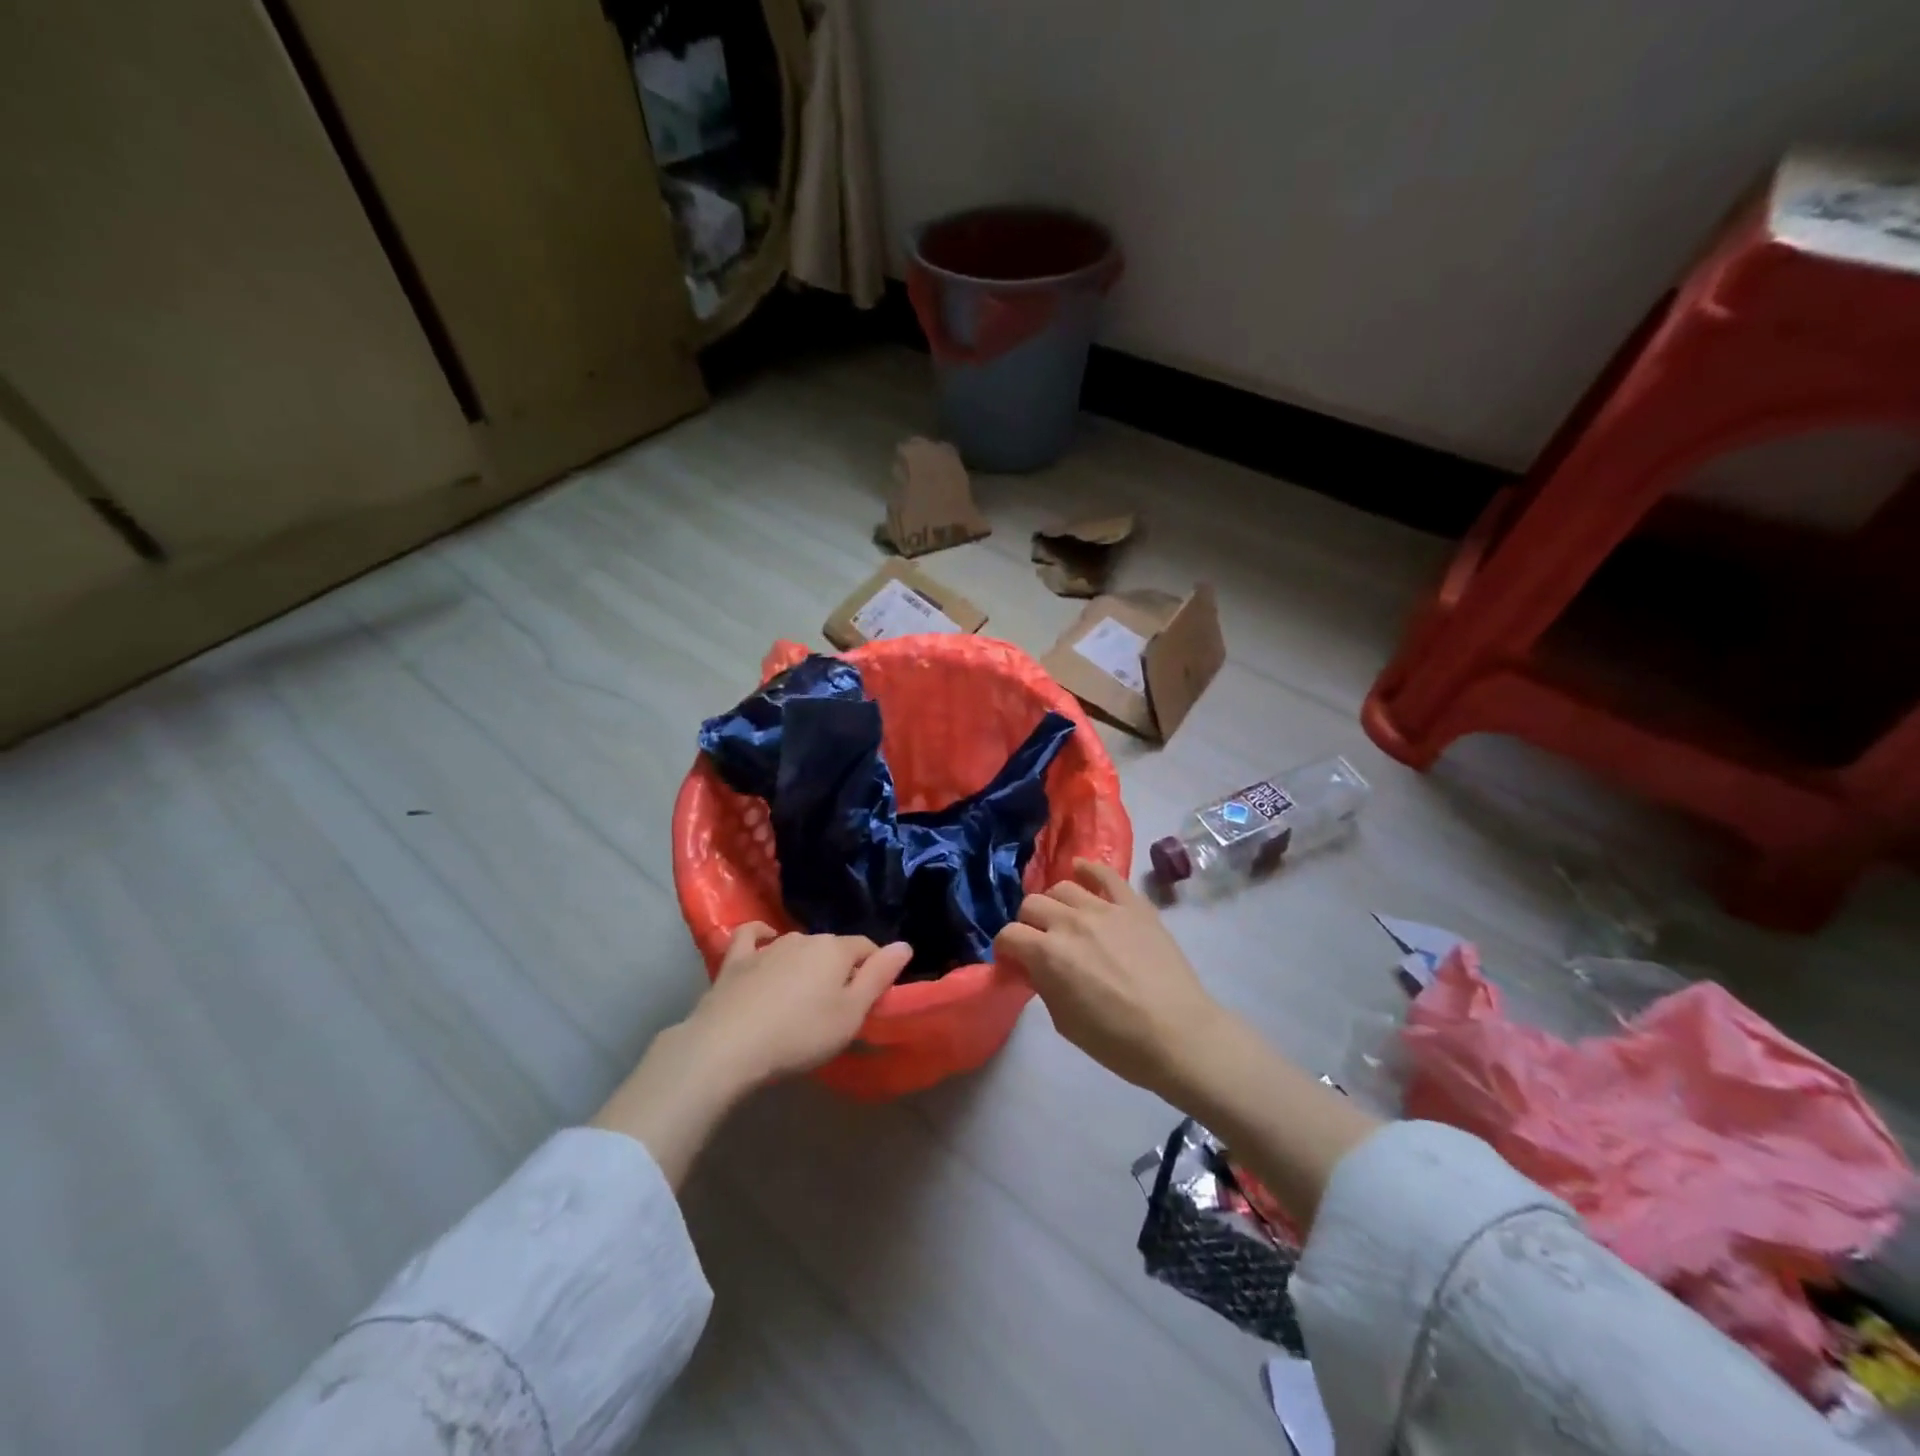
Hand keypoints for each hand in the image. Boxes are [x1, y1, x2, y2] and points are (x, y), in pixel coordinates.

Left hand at [592, 926, 911, 1186]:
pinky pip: (752, 937)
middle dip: (840, 969)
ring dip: (806, 962)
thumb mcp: (851, 1014)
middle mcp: (804, 938)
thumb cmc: (800, 1034)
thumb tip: (905, 944)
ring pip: (798, 946)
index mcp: (835, 950)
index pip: (866, 948)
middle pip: (832, 948)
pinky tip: (764, 942)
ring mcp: (767, 947)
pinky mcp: (736, 960)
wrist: (728, 1046)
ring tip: (803, 994)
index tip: (872, 998)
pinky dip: (761, 937)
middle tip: (837, 1005)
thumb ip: (879, 976)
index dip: (875, 969)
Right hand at [994, 860, 1226, 1096]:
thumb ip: (1043, 985)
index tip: (1013, 961)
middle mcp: (1070, 922)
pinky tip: (1081, 870)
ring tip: (1064, 918)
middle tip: (1039, 942)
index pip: (1008, 934)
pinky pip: (1105, 874)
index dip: (1006, 948)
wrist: (1178, 1035)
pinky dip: (1089, 869)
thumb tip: (1034, 966)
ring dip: (1055, 903)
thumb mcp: (1064, 1021)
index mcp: (1048, 954)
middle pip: (1031, 904)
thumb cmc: (1117, 1041)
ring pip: (1063, 886)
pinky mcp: (1133, 905)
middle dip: (1028, 923)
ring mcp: (1104, 909)